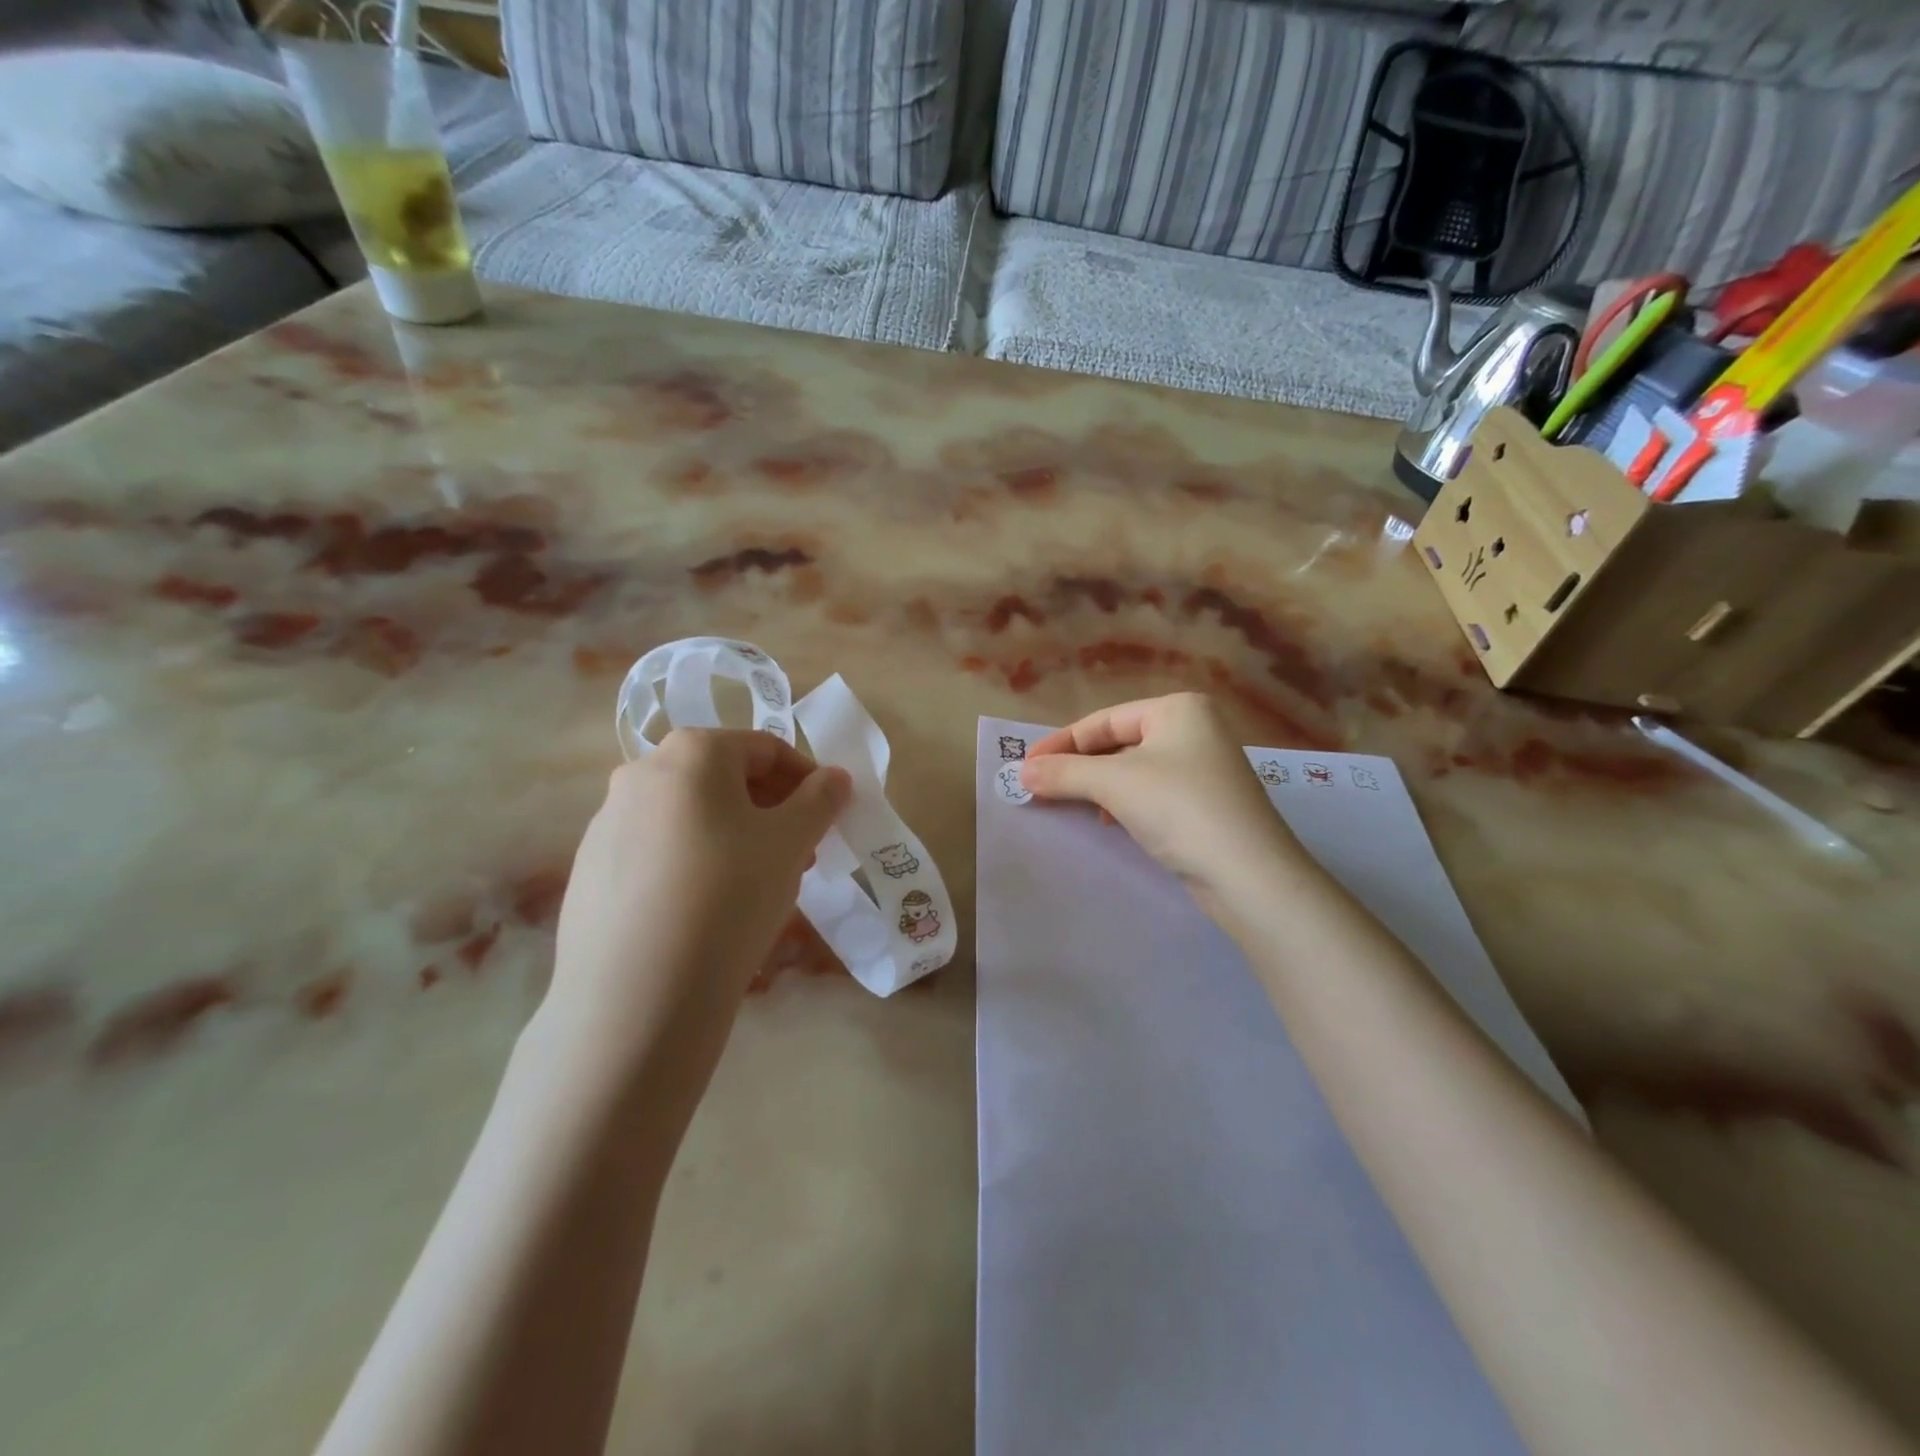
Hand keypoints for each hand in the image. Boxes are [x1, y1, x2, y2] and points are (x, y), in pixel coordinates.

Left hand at [550, 730, 850, 1045]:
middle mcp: (640, 773)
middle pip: (725, 779)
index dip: (807, 779)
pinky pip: (658, 851)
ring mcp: (607, 822)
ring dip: (736, 836)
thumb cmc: (730, 895)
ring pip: (691, 816)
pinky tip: (709, 909)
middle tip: (801, 853)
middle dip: (772, 810)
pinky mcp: (590, 870)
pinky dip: (695, 863)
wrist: (637, 993)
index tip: (829, 816)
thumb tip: (835, 777)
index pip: (766, 748)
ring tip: (760, 885)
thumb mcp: (791, 842)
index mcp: (692, 752)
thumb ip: (821, 799)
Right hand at [1021, 693, 1301, 914]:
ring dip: (1097, 786)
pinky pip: (1151, 792)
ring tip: (1071, 805)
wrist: (1248, 875)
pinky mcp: (1206, 803)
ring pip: (1133, 770)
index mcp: (1177, 709)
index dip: (1060, 743)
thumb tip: (1021, 773)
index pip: (1103, 720)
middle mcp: (1194, 729)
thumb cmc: (1179, 808)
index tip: (1025, 766)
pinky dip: (1123, 803)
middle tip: (1040, 786)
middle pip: (1117, 742)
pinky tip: (1109, 822)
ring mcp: (1203, 767)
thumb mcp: (1114, 783)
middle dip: (1078, 766)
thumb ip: (1064, 773)